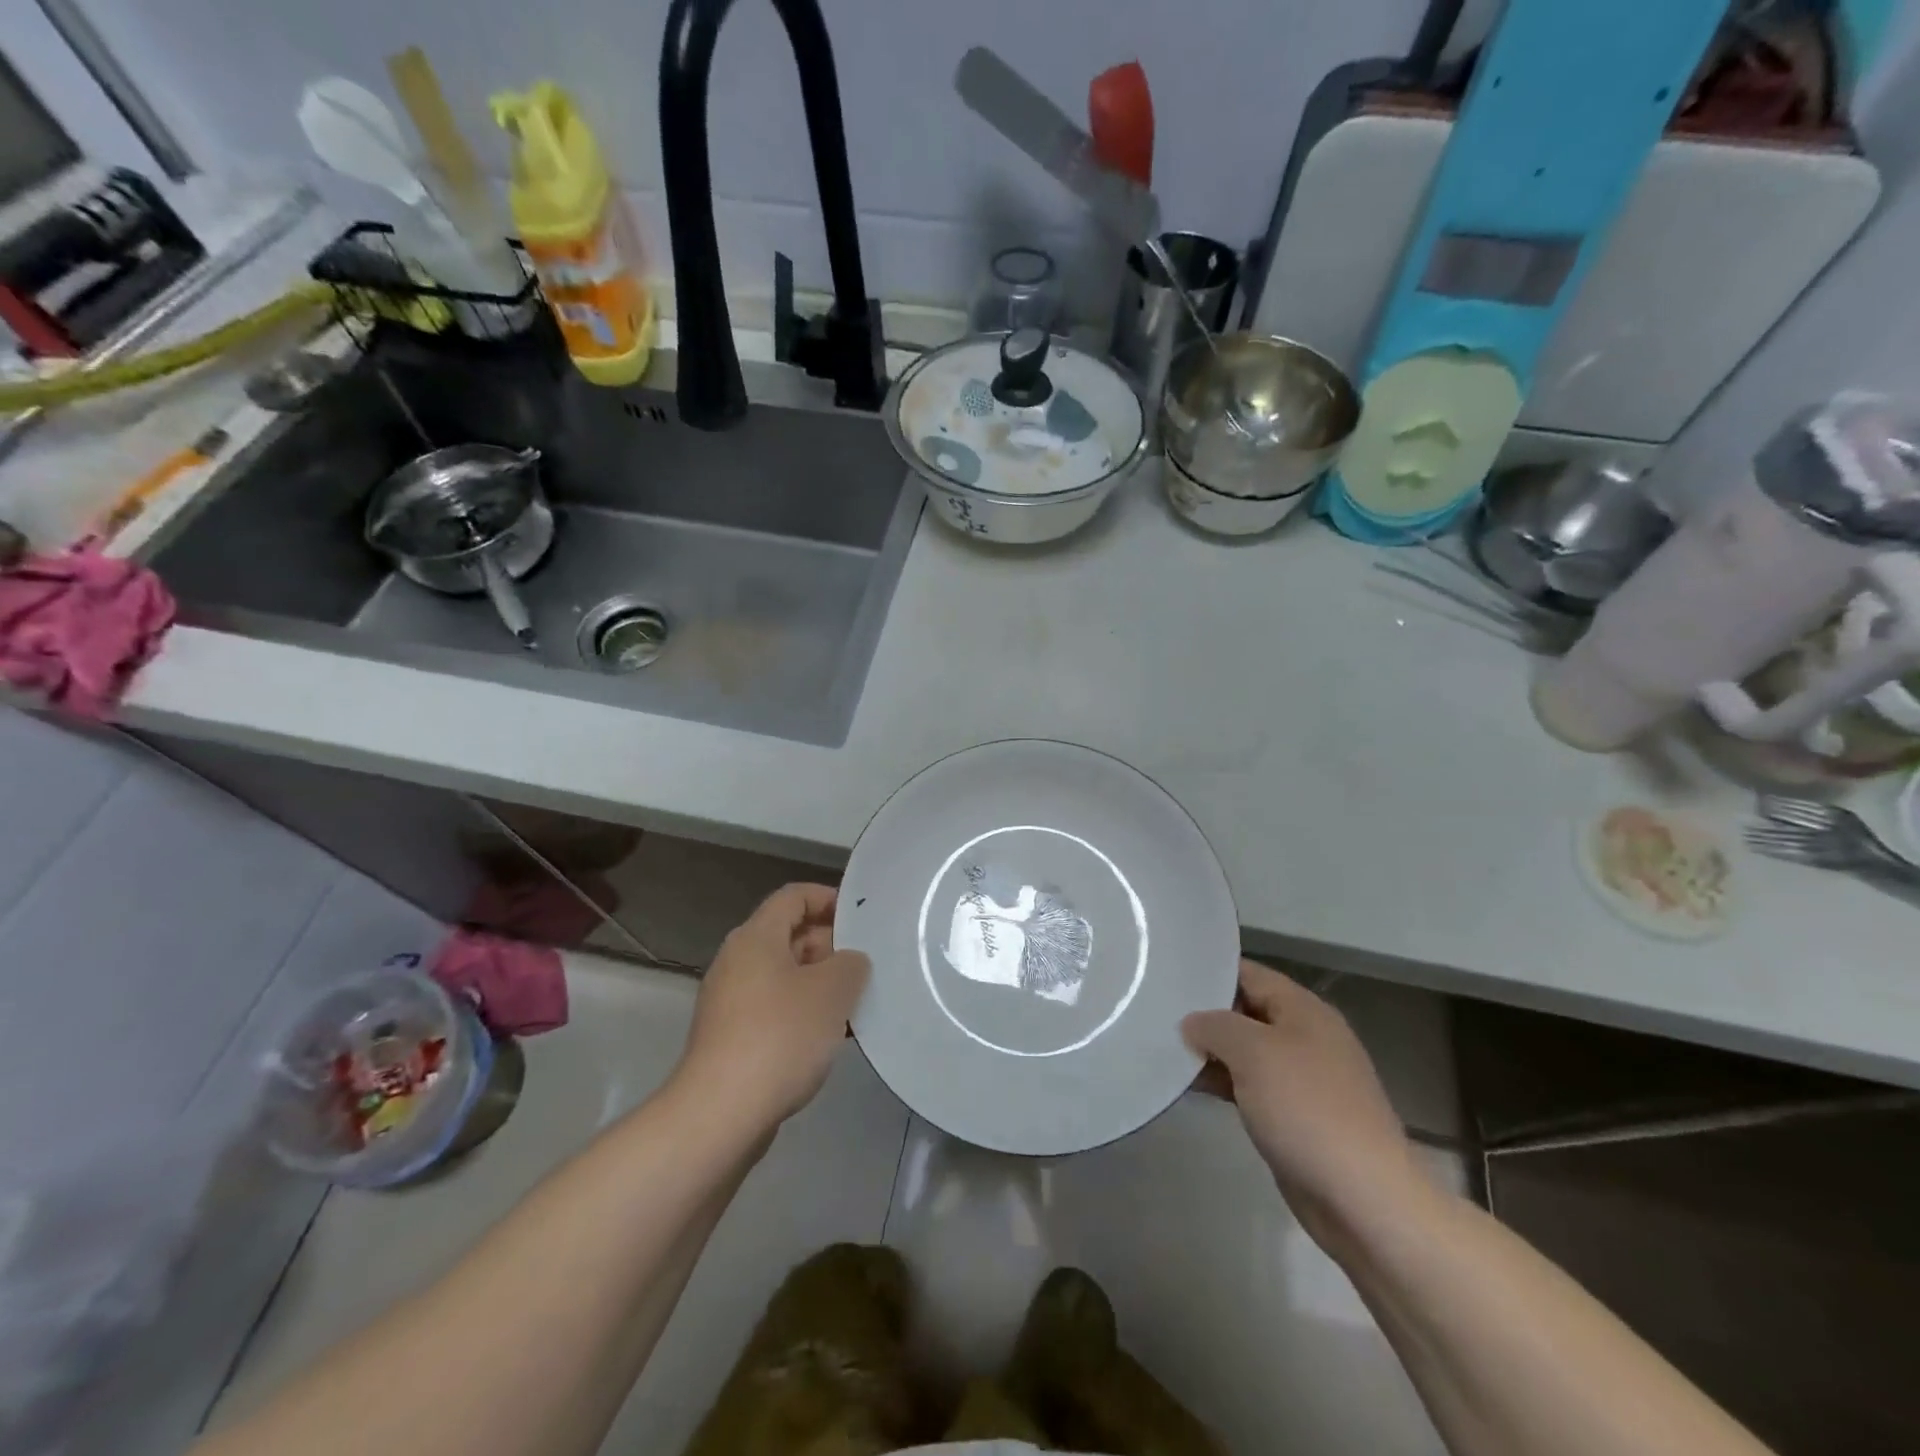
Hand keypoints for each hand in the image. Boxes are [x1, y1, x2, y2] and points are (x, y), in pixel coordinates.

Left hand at [675, 884, 870, 1136]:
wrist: (720, 1113)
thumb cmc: (780, 1036)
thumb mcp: (833, 990)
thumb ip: (851, 964)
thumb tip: (849, 962)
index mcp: (756, 937)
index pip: (793, 896)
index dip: (828, 898)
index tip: (861, 918)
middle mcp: (737, 962)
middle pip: (788, 936)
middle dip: (830, 946)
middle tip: (866, 966)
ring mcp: (730, 1002)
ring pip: (784, 977)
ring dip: (820, 985)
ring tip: (856, 1005)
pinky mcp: (731, 1038)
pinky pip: (774, 1010)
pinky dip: (803, 1014)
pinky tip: (831, 1039)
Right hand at [1184, 960, 1430, 1251]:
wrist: (1363, 1198)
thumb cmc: (1307, 1109)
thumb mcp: (1253, 1053)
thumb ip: (1215, 1026)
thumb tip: (1192, 1023)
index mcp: (1304, 1010)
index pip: (1248, 973)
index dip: (1209, 972)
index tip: (1167, 975)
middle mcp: (1306, 1036)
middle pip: (1246, 1011)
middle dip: (1205, 1014)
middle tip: (1157, 1012)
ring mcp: (1304, 1079)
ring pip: (1247, 1052)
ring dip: (1211, 1052)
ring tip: (1163, 1048)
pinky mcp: (1297, 1116)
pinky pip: (1252, 1086)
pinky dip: (1223, 1083)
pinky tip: (1191, 1087)